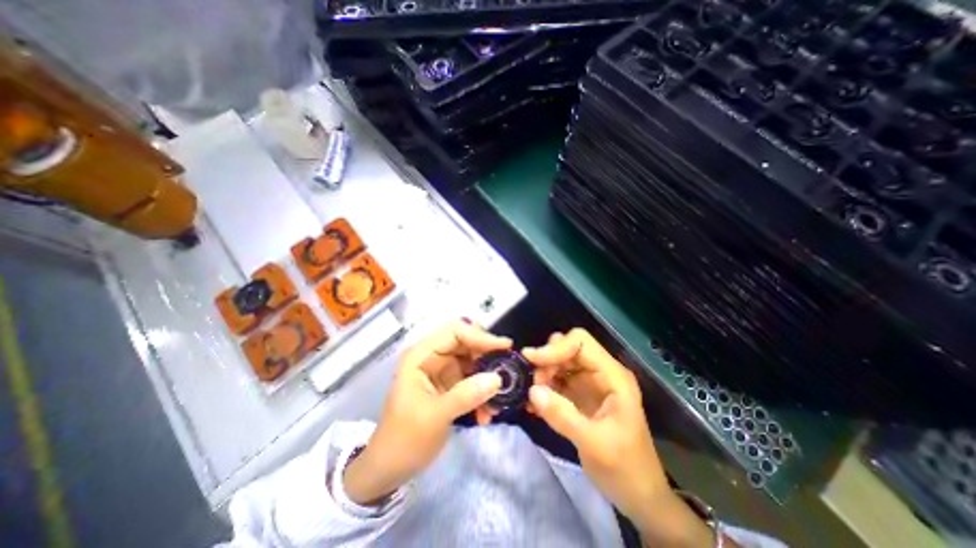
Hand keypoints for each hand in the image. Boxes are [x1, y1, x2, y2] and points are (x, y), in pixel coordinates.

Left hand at [345, 320, 510, 503]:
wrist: (390, 469)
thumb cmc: (404, 439)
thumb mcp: (434, 417)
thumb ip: (466, 395)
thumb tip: (498, 378)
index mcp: (421, 356)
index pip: (454, 332)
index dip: (479, 336)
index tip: (504, 347)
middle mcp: (432, 357)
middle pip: (467, 344)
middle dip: (488, 357)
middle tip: (507, 370)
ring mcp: (442, 371)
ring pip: (473, 362)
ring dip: (488, 379)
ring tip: (498, 401)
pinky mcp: (450, 385)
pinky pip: (473, 380)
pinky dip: (483, 393)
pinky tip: (487, 414)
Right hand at [523, 330, 714, 547]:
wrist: (639, 496)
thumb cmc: (626, 469)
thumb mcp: (595, 445)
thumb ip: (563, 416)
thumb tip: (532, 391)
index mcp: (613, 376)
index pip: (581, 343)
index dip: (556, 347)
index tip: (532, 361)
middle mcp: (601, 373)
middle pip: (568, 348)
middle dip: (547, 360)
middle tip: (532, 380)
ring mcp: (589, 383)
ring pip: (561, 362)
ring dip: (543, 373)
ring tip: (532, 394)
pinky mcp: (580, 395)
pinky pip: (557, 380)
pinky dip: (544, 387)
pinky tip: (533, 402)